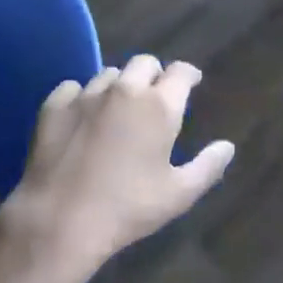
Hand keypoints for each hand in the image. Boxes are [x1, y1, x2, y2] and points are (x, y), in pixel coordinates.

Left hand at [0, 55, 234, 282]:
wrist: (60, 220)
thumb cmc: (127, 208)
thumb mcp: (178, 195)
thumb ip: (208, 167)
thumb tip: (227, 146)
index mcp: (159, 106)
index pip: (180, 71)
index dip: (188, 75)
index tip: (191, 83)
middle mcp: (124, 90)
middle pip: (144, 63)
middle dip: (154, 74)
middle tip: (154, 96)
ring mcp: (86, 94)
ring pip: (109, 74)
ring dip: (119, 86)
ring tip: (117, 109)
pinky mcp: (54, 105)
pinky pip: (73, 87)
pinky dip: (82, 96)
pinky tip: (82, 117)